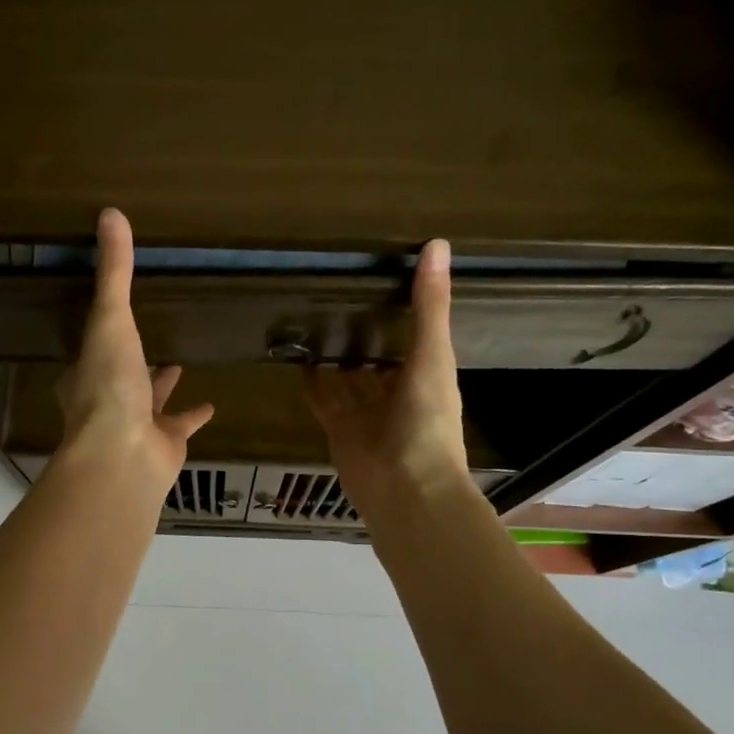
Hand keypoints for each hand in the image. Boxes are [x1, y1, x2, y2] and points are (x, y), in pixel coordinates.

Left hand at [55, 209, 213, 491]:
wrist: (123, 454)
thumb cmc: (108, 386)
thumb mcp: (111, 319)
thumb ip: (115, 273)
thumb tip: (110, 213)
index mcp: (85, 373)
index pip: (90, 349)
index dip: (99, 334)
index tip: (109, 317)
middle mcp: (106, 400)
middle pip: (120, 374)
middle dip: (132, 359)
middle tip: (147, 338)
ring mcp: (135, 425)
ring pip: (149, 401)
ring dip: (162, 385)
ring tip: (178, 363)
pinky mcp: (164, 444)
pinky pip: (181, 424)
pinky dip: (194, 415)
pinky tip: (211, 404)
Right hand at [304, 240, 470, 520]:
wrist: (406, 490)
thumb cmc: (428, 422)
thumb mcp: (433, 356)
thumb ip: (430, 306)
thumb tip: (438, 244)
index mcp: (426, 376)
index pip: (414, 337)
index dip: (401, 312)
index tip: (382, 279)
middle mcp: (396, 393)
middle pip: (376, 359)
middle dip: (362, 335)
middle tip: (337, 296)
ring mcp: (365, 413)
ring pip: (346, 378)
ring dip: (333, 356)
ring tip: (312, 319)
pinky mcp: (338, 428)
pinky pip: (322, 399)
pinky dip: (310, 381)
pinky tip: (296, 357)